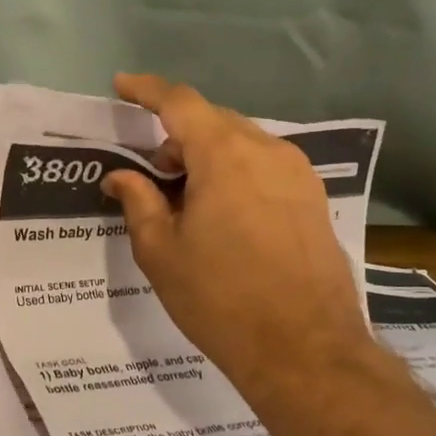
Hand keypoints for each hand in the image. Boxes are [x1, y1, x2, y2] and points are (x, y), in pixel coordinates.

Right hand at [101, 74, 372, 409]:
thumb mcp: (161, 252)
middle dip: (176, 135)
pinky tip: (223, 213)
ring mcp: (298, 173)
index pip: (179, 102)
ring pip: (242, 143)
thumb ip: (138, 202)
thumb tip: (121, 177)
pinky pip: (265, 166)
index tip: (121, 86)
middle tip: (151, 173)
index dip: (146, 90)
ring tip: (186, 199)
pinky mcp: (315, 198)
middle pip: (213, 121)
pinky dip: (236, 172)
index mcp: (224, 155)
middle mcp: (266, 150)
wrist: (304, 349)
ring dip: (208, 155)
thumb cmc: (220, 298)